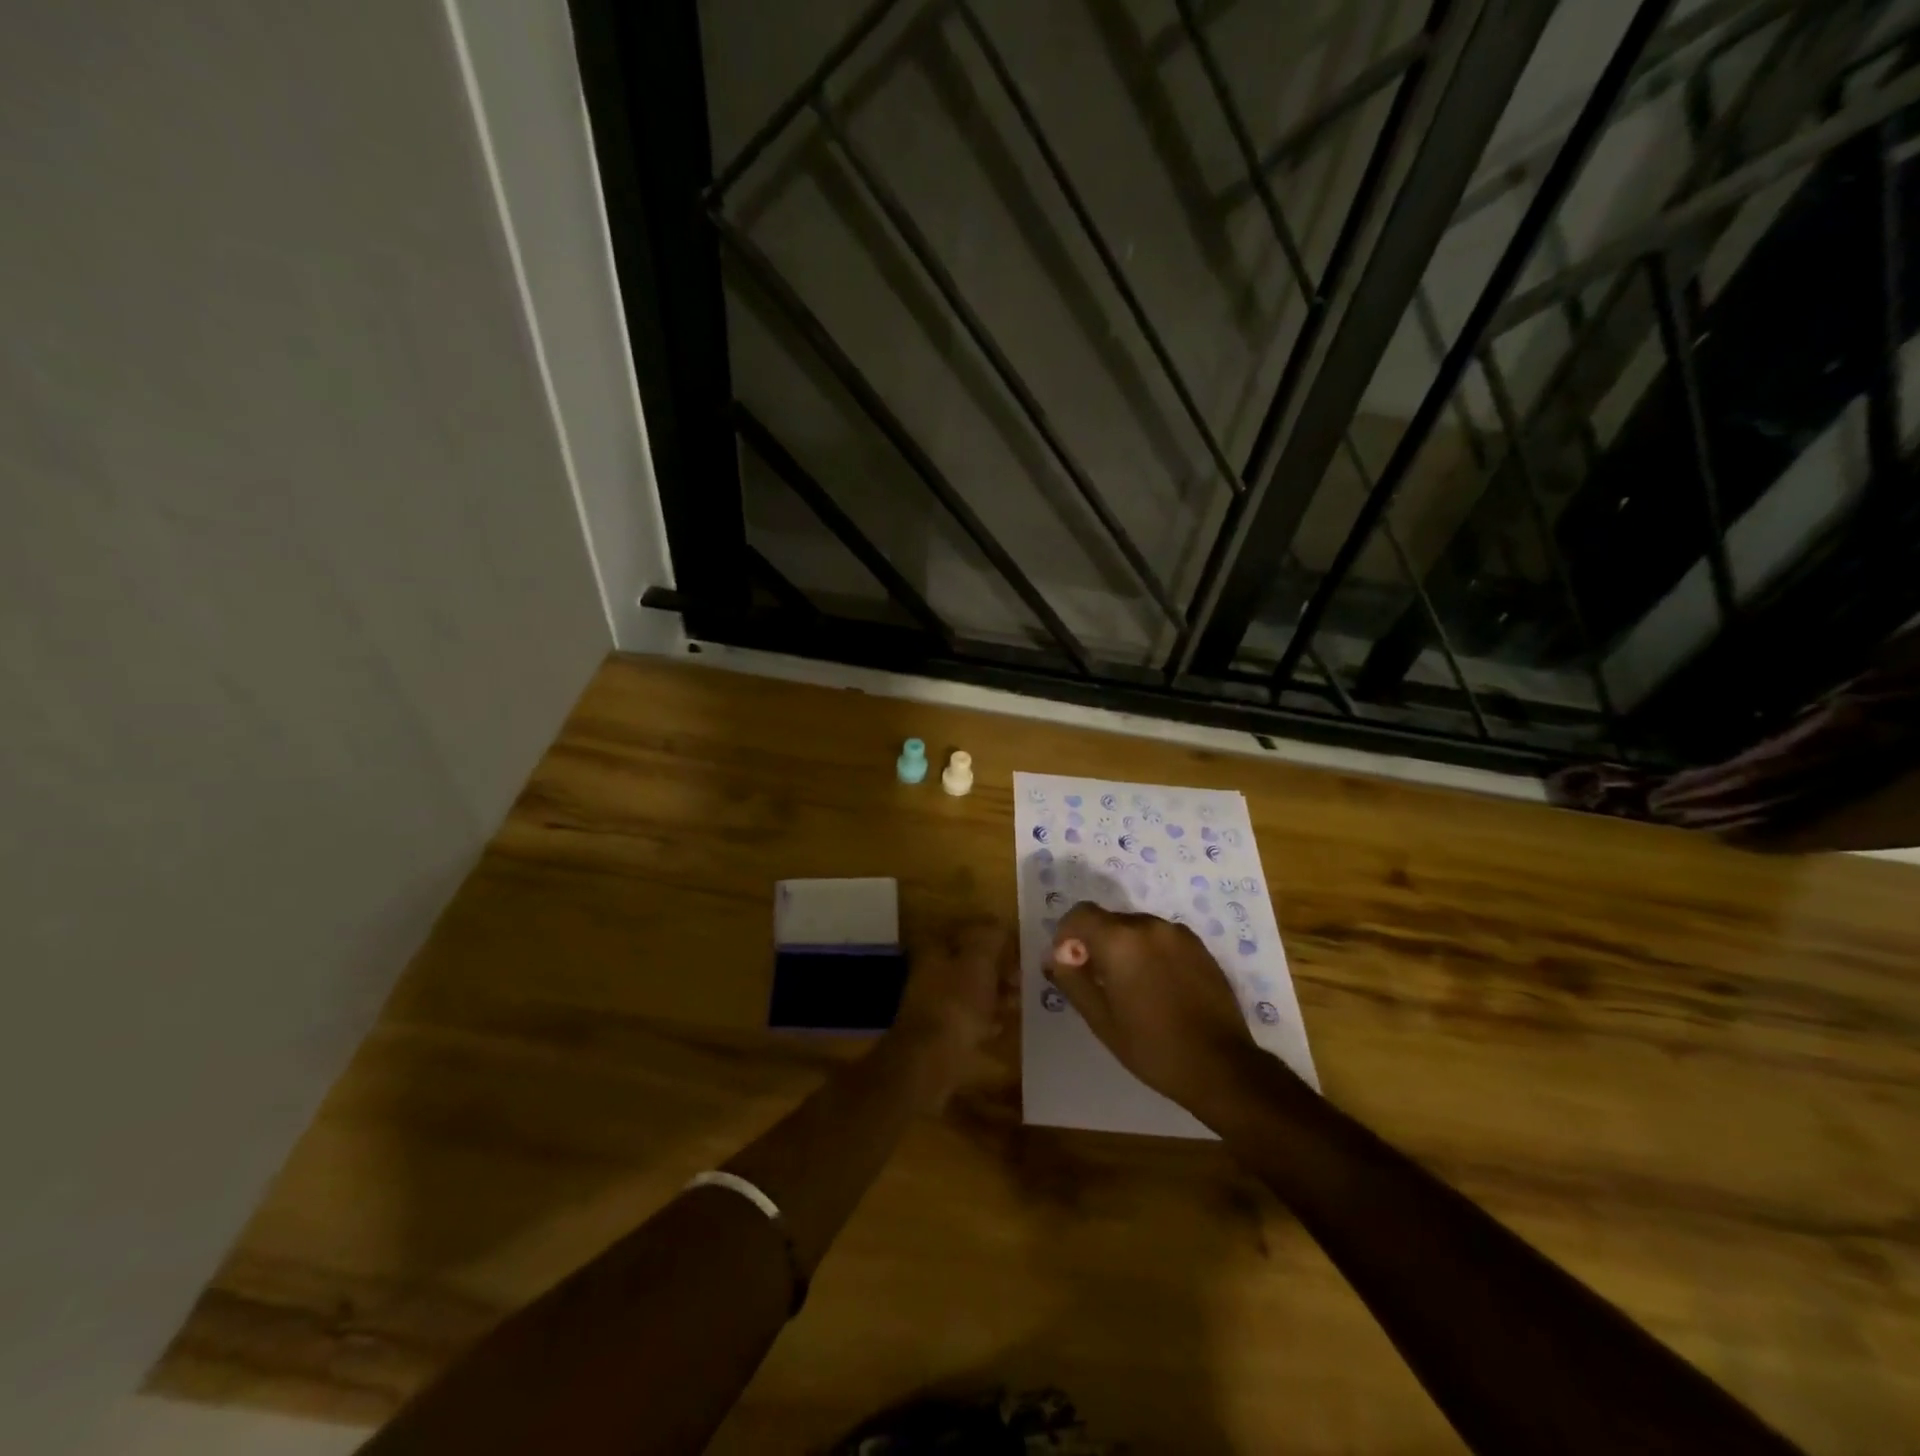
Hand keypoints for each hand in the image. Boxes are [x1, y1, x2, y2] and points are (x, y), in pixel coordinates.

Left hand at [889, 920, 1015, 1107]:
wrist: (930, 1060)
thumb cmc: (956, 1003)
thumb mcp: (978, 961)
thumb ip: (990, 938)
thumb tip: (999, 922)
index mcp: (935, 949)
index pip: (968, 931)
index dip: (994, 936)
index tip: (1019, 947)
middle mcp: (931, 972)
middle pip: (969, 962)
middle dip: (998, 967)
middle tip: (1024, 976)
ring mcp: (934, 1003)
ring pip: (971, 990)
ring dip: (995, 993)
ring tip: (1020, 1000)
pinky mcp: (941, 1033)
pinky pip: (969, 1018)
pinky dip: (987, 1018)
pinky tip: (1003, 1024)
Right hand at [1047, 902, 1258, 1112]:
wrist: (1220, 1066)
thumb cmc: (1151, 1046)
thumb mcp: (1101, 1019)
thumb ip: (1072, 980)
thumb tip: (1056, 957)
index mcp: (1119, 940)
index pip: (1080, 914)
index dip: (1067, 935)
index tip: (1069, 964)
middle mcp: (1148, 925)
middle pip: (1109, 921)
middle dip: (1096, 943)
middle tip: (1099, 982)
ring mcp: (1178, 934)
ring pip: (1137, 929)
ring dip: (1125, 948)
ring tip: (1132, 988)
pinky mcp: (1200, 947)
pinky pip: (1162, 939)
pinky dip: (1151, 953)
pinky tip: (1159, 988)